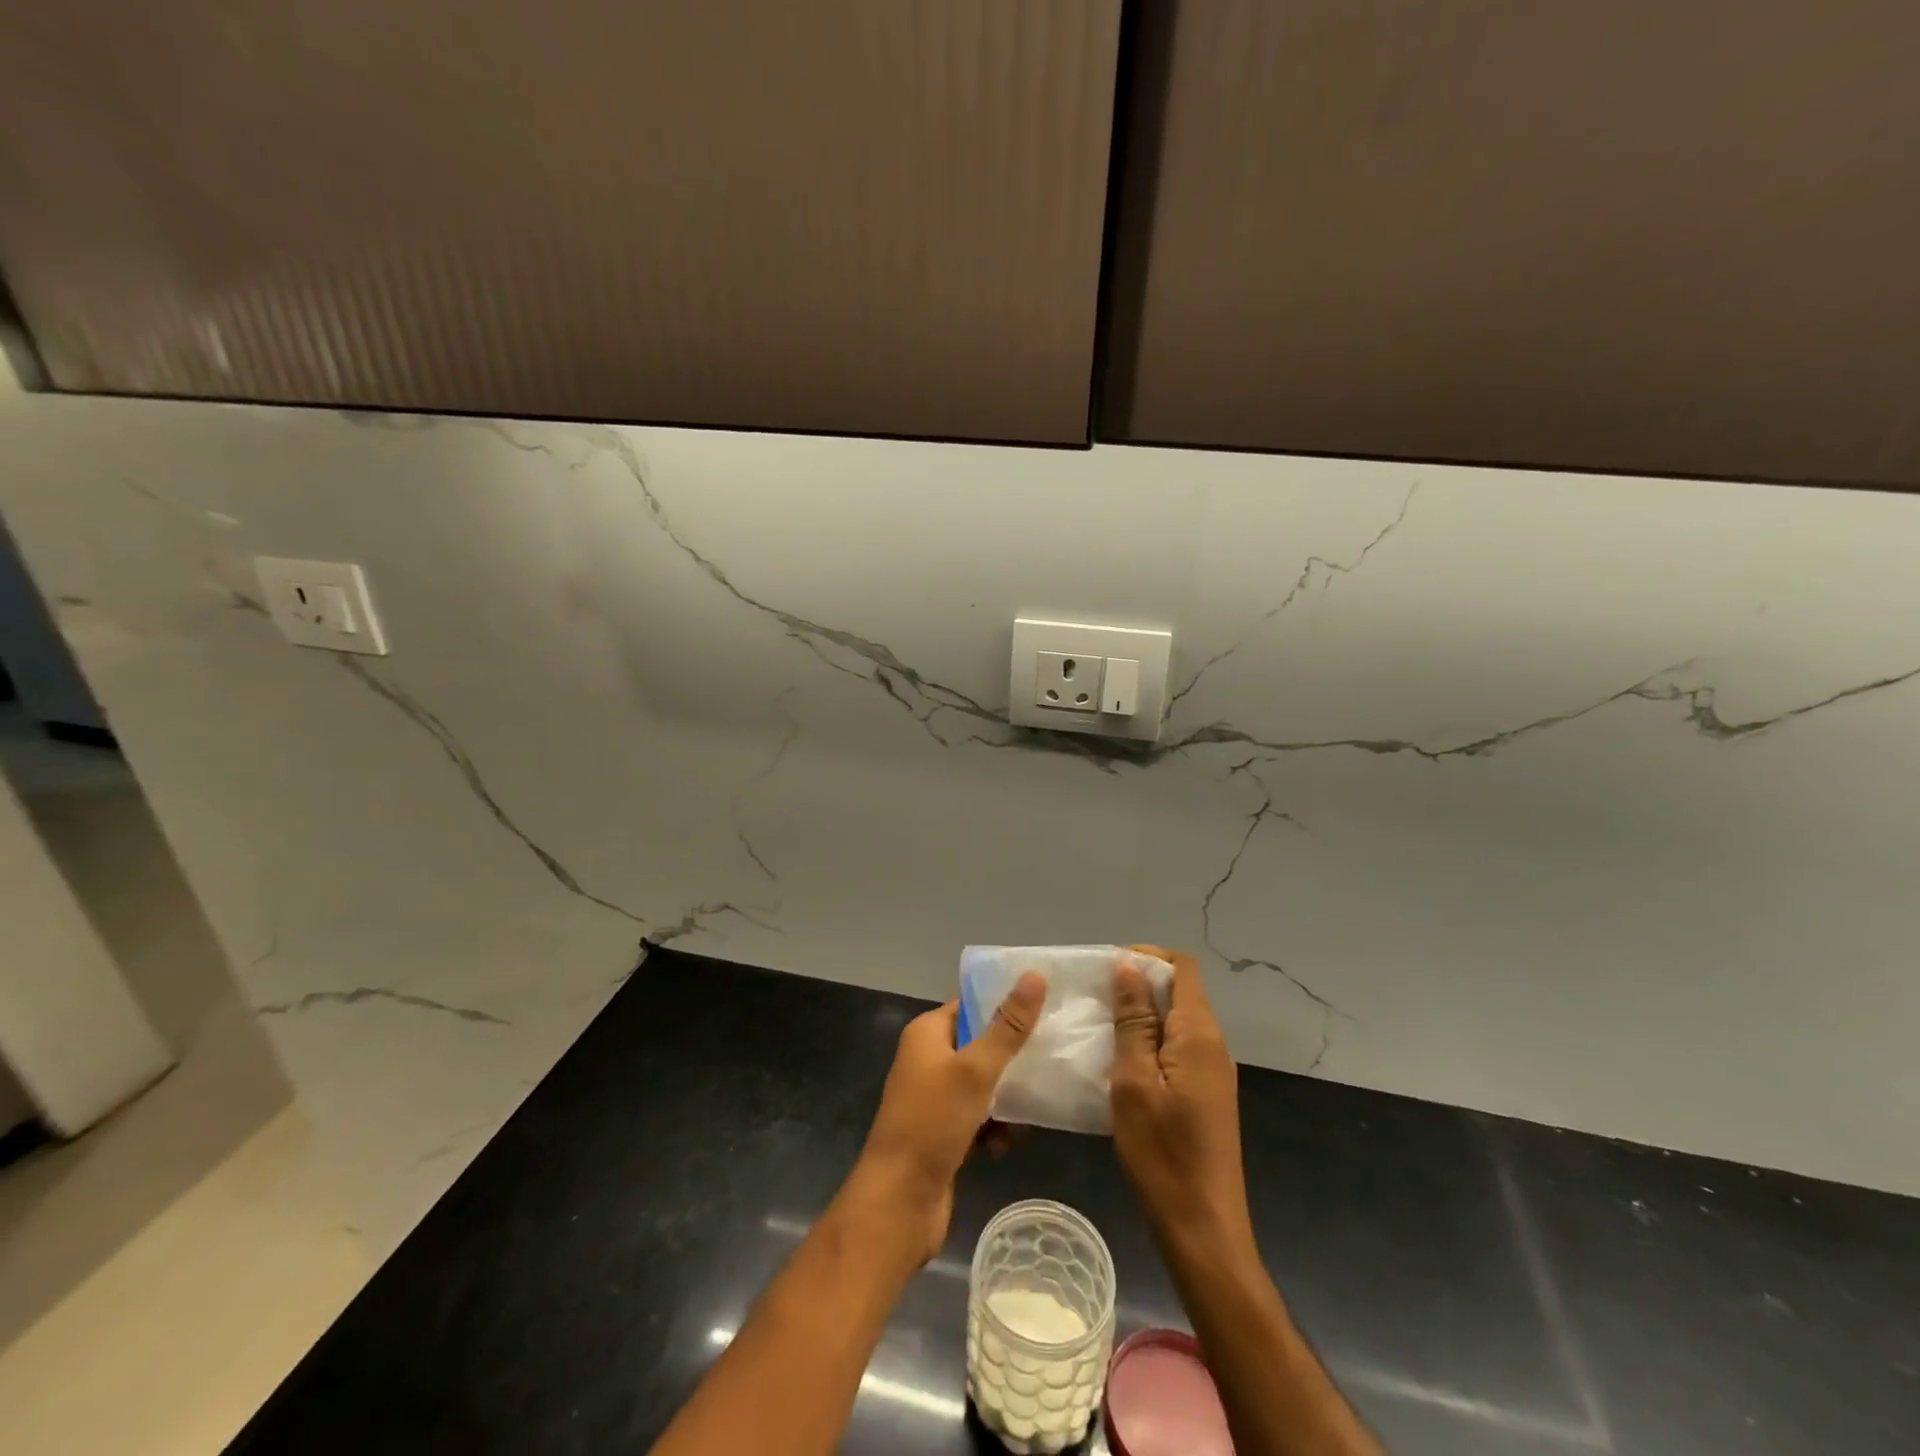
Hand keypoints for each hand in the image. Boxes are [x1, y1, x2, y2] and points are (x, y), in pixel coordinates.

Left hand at [854, 972, 1045, 1262]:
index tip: (1046, 1006)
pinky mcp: (942, 1134)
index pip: (971, 1005)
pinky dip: (994, 1127)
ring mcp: (933, 1099)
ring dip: (1007, 1097)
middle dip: (1012, 1054)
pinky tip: (1011, 1142)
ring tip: (1038, 1103)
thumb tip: (1034, 975)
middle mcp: (927, 1060)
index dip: (1004, 1004)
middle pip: (979, 1045)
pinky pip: (977, 1118)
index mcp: (927, 1034)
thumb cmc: (932, 1123)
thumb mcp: (975, 1070)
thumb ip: (1008, 1027)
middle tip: (1052, 1054)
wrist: (898, 1203)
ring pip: (982, 1085)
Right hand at [1111, 946, 1256, 1262]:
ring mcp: (1212, 1072)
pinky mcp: (1205, 1095)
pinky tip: (1118, 1060)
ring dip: (1140, 1015)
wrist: (1202, 1229)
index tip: (1107, 967)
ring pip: (1176, 1022)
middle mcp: (1213, 1045)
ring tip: (1099, 1025)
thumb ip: (1133, 1022)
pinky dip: (1149, 1042)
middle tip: (1094, 997)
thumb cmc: (1162, 1154)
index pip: (1183, 968)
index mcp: (1199, 1035)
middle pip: (1180, 992)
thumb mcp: (1134, 1082)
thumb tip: (1129, 969)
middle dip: (1138, 985)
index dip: (1147, 957)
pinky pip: (1177, 1049)